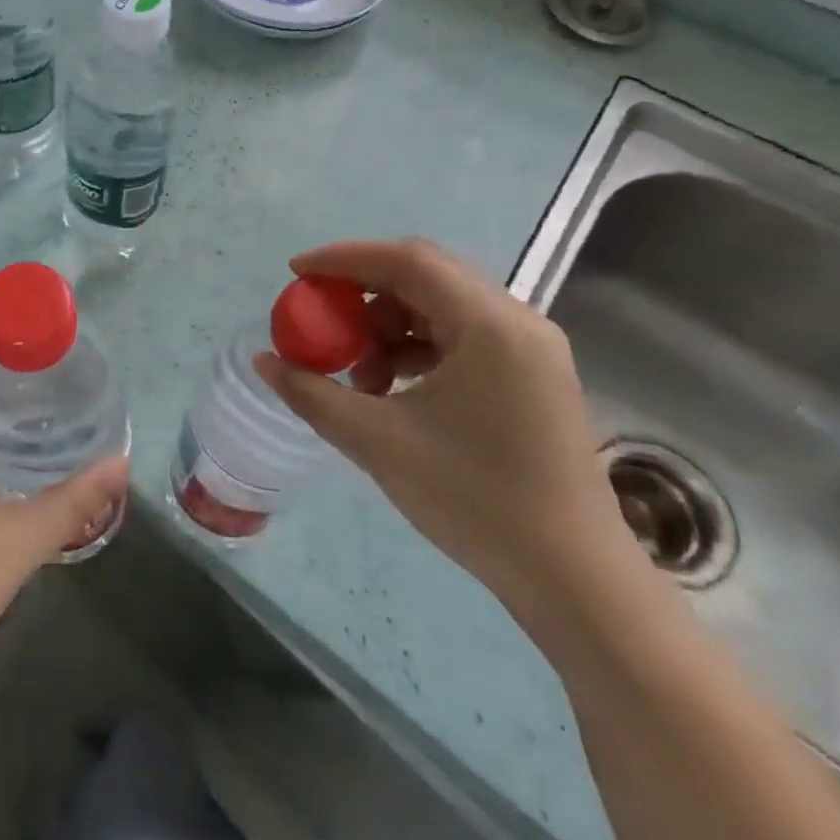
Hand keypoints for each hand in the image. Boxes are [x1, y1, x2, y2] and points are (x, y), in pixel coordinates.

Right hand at [254, 239, 634, 631]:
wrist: (575, 580)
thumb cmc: (475, 499)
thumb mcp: (378, 442)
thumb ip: (312, 393)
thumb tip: (264, 361)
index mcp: (489, 325)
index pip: (407, 260)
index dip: (344, 258)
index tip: (296, 273)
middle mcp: (516, 321)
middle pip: (425, 275)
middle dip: (363, 290)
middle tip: (320, 315)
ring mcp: (530, 350)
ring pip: (441, 306)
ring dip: (388, 324)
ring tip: (358, 372)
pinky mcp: (531, 376)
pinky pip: (460, 335)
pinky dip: (415, 346)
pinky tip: (391, 388)